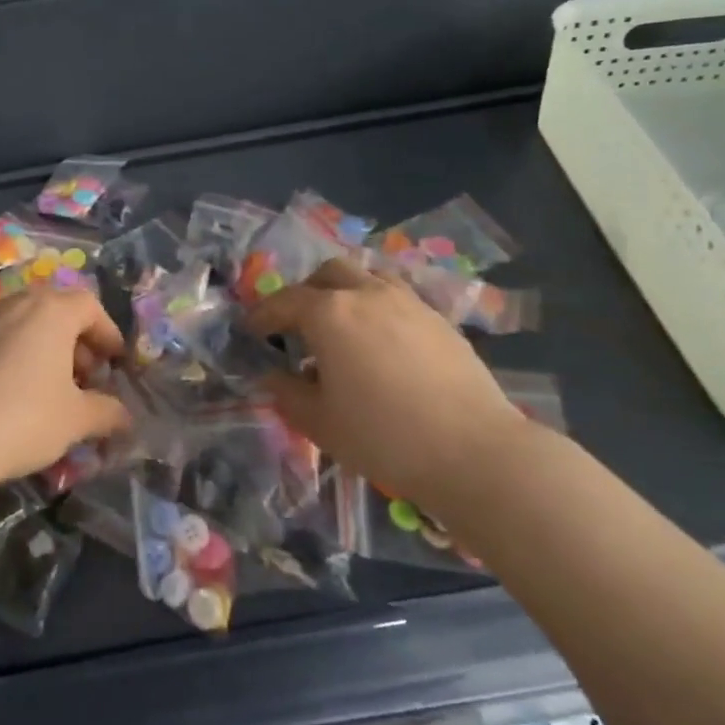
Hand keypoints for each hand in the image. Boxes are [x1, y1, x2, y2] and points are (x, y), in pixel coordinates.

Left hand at [0, 287, 131, 485]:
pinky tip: (2, 396)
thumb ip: (107, 412)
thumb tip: (125, 416)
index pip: (90, 306)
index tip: (114, 362)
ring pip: (19, 325)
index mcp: (51, 311)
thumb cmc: (24, 418)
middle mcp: (13, 304)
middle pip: (53, 311)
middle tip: (82, 379)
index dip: (107, 332)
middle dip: (74, 342)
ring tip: (43, 389)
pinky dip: (4, 358)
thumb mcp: (76, 420)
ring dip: (38, 349)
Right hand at [246, 259, 526, 512]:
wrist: (473, 451)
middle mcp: (367, 293)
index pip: (284, 302)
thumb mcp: (319, 422)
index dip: (262, 315)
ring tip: (342, 327)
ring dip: (345, 292)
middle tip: (298, 324)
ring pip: (367, 277)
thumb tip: (272, 376)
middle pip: (328, 273)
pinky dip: (377, 308)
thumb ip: (286, 392)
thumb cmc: (383, 436)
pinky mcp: (439, 319)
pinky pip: (397, 297)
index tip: (250, 330)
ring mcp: (408, 302)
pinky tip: (381, 343)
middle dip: (306, 292)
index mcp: (329, 313)